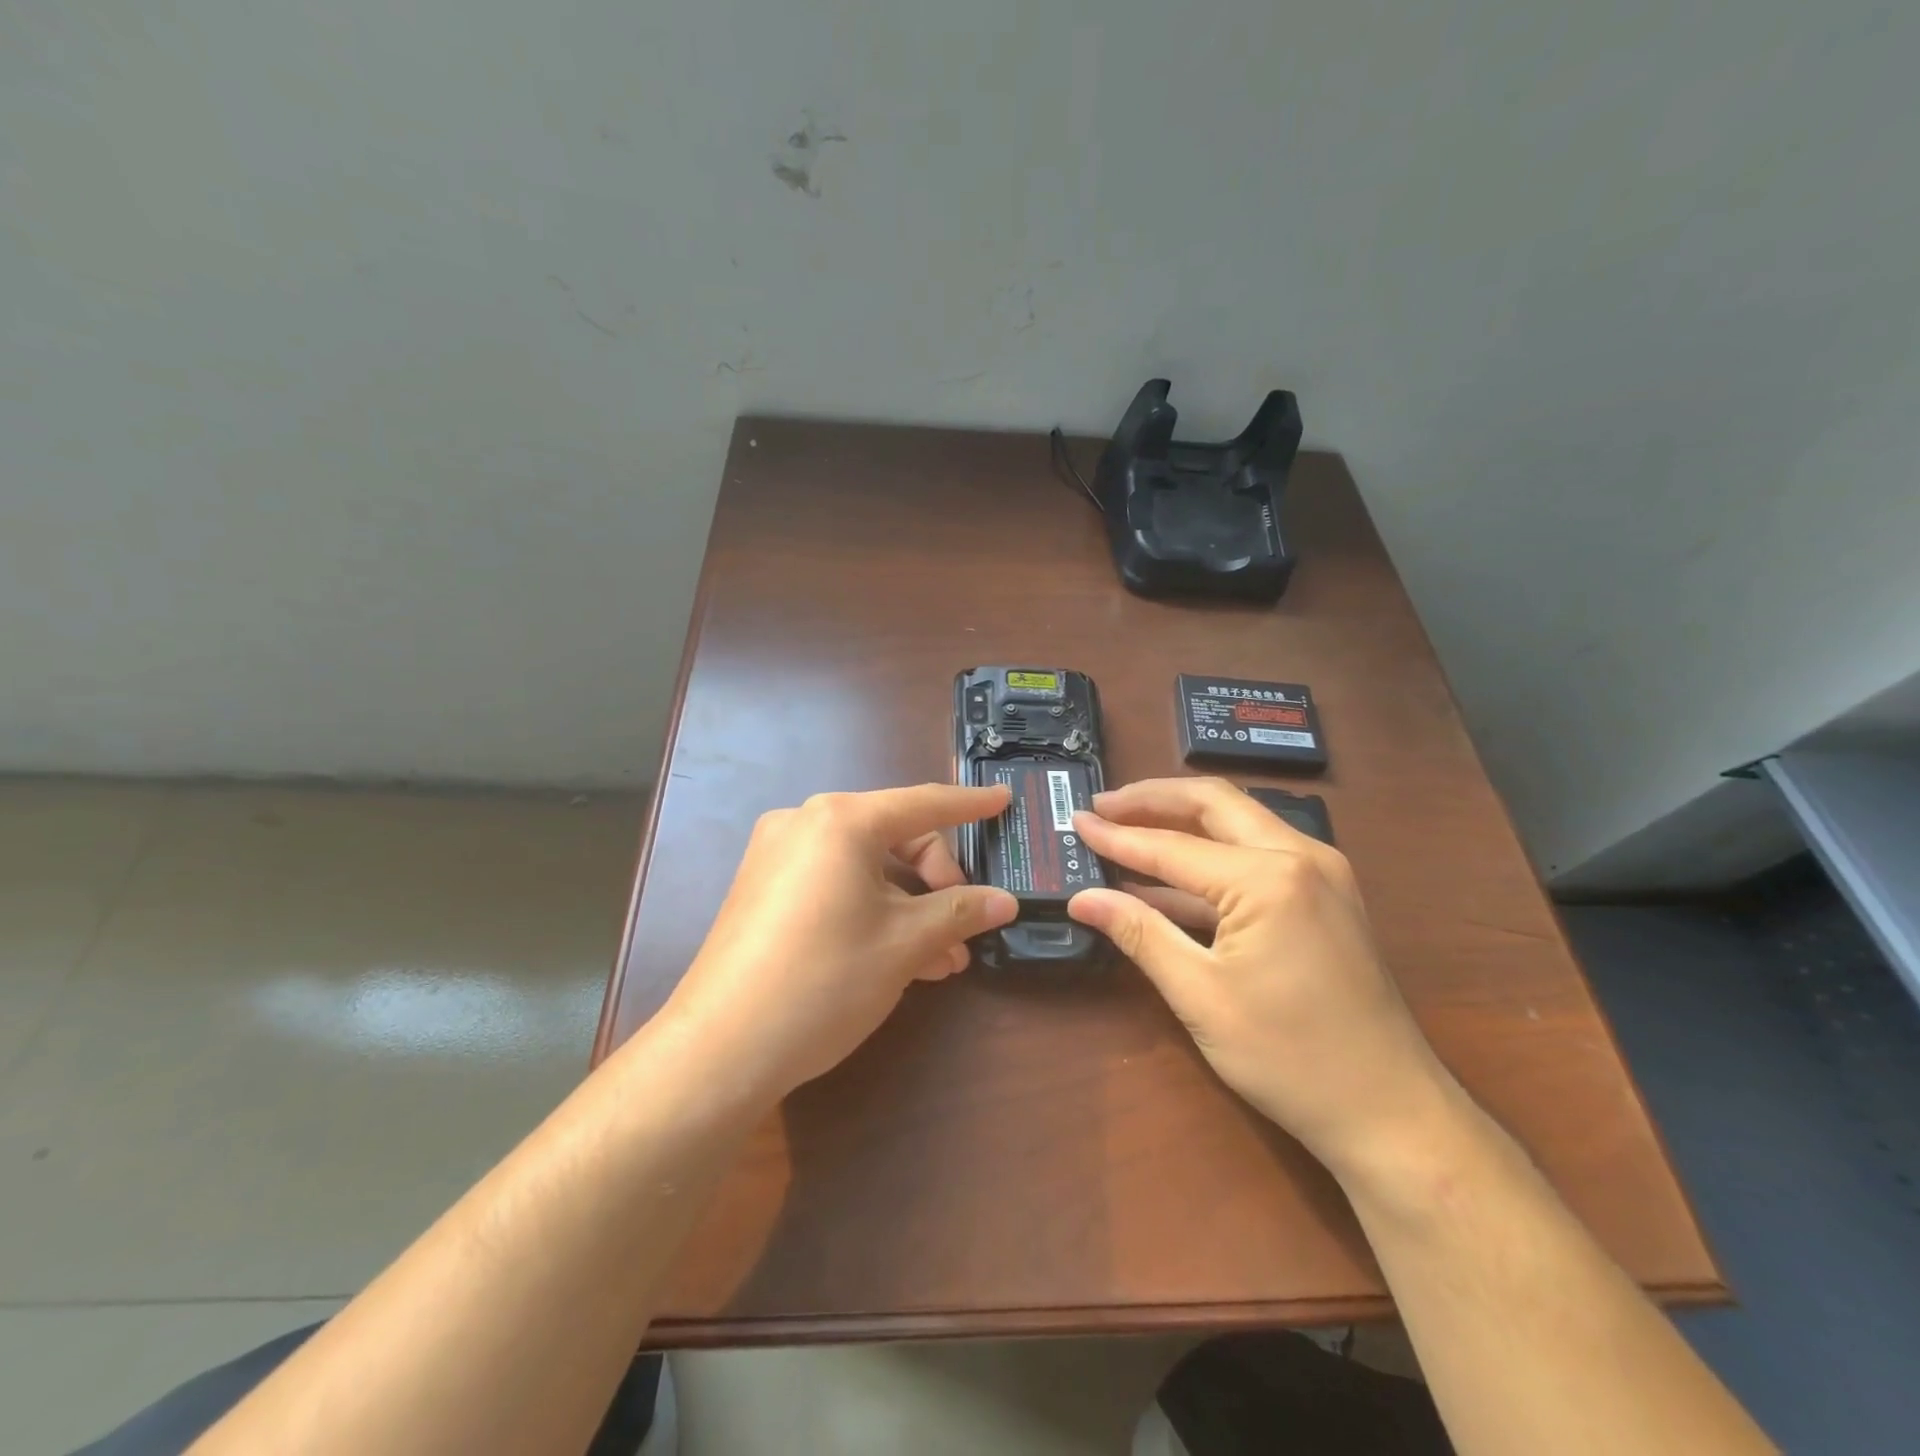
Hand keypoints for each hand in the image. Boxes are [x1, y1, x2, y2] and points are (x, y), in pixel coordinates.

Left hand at [658, 783, 1017, 1104]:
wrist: (720, 1049)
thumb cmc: (824, 980)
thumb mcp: (904, 944)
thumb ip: (959, 912)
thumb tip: (1004, 901)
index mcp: (841, 820)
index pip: (922, 804)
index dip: (970, 805)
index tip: (1004, 800)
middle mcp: (805, 823)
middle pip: (894, 837)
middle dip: (937, 882)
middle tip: (963, 932)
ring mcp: (778, 856)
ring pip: (866, 867)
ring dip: (909, 906)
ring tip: (942, 959)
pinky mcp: (764, 890)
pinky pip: (836, 884)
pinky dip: (872, 910)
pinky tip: (900, 957)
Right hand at [1067, 777, 1463, 1183]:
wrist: (1391, 1112)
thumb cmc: (1290, 1058)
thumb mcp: (1200, 995)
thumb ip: (1139, 933)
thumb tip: (1082, 898)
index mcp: (1269, 877)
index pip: (1173, 847)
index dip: (1117, 837)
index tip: (1076, 821)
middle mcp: (1300, 855)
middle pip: (1213, 804)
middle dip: (1153, 800)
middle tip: (1103, 806)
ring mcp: (1320, 872)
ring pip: (1237, 822)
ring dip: (1181, 821)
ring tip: (1127, 826)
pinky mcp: (1325, 894)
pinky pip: (1256, 853)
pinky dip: (1210, 856)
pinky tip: (1169, 875)